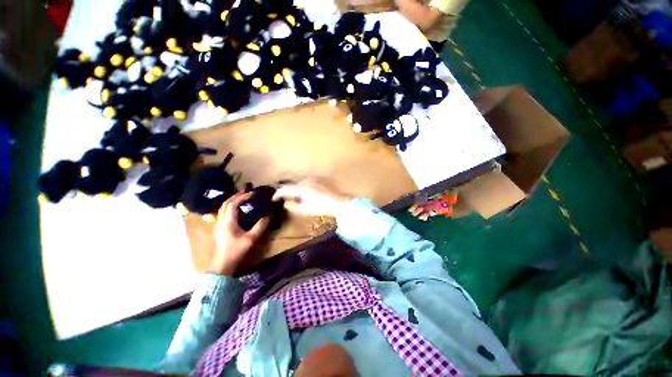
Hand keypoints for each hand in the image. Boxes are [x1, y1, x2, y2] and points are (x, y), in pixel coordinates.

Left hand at [210, 192, 268, 274]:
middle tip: (247, 192)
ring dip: (232, 201)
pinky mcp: (218, 228)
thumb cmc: (236, 250)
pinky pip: (223, 213)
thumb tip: (269, 215)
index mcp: (228, 221)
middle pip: (226, 203)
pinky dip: (229, 207)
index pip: (233, 203)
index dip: (242, 197)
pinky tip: (236, 210)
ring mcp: (218, 224)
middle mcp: (221, 220)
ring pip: (223, 208)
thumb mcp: (252, 239)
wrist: (223, 264)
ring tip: (242, 198)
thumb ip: (261, 226)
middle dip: (236, 196)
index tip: (252, 194)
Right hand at [273, 179, 352, 217]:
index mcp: (300, 187)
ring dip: (296, 190)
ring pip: (299, 184)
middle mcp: (305, 180)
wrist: (337, 202)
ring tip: (296, 198)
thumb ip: (292, 206)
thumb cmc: (320, 207)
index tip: (273, 199)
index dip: (277, 194)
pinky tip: (306, 195)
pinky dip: (303, 188)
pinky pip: (307, 183)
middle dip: (287, 192)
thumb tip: (286, 202)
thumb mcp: (304, 210)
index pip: (284, 189)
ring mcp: (313, 179)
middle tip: (285, 199)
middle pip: (292, 185)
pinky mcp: (319, 180)